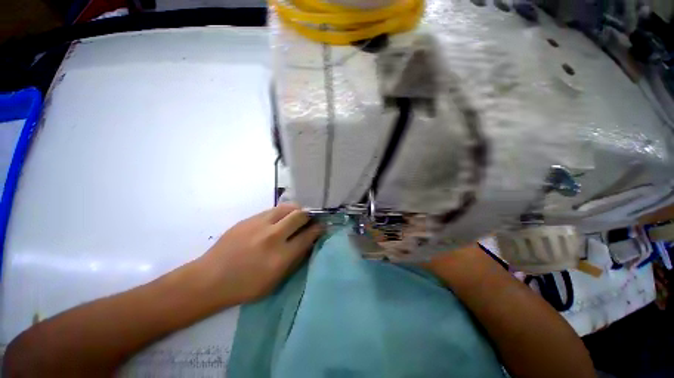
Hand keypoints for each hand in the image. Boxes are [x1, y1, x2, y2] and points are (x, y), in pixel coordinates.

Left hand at [197, 204, 322, 304]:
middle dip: (309, 216)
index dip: (318, 229)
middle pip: (300, 215)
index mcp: (281, 256)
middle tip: (310, 220)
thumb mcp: (276, 281)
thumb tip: (309, 243)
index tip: (322, 227)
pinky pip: (273, 210)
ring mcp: (260, 224)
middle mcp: (273, 236)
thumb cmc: (245, 286)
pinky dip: (282, 212)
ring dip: (296, 210)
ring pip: (287, 207)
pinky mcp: (249, 219)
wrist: (210, 278)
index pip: (308, 235)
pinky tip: (280, 219)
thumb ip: (295, 260)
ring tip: (297, 216)